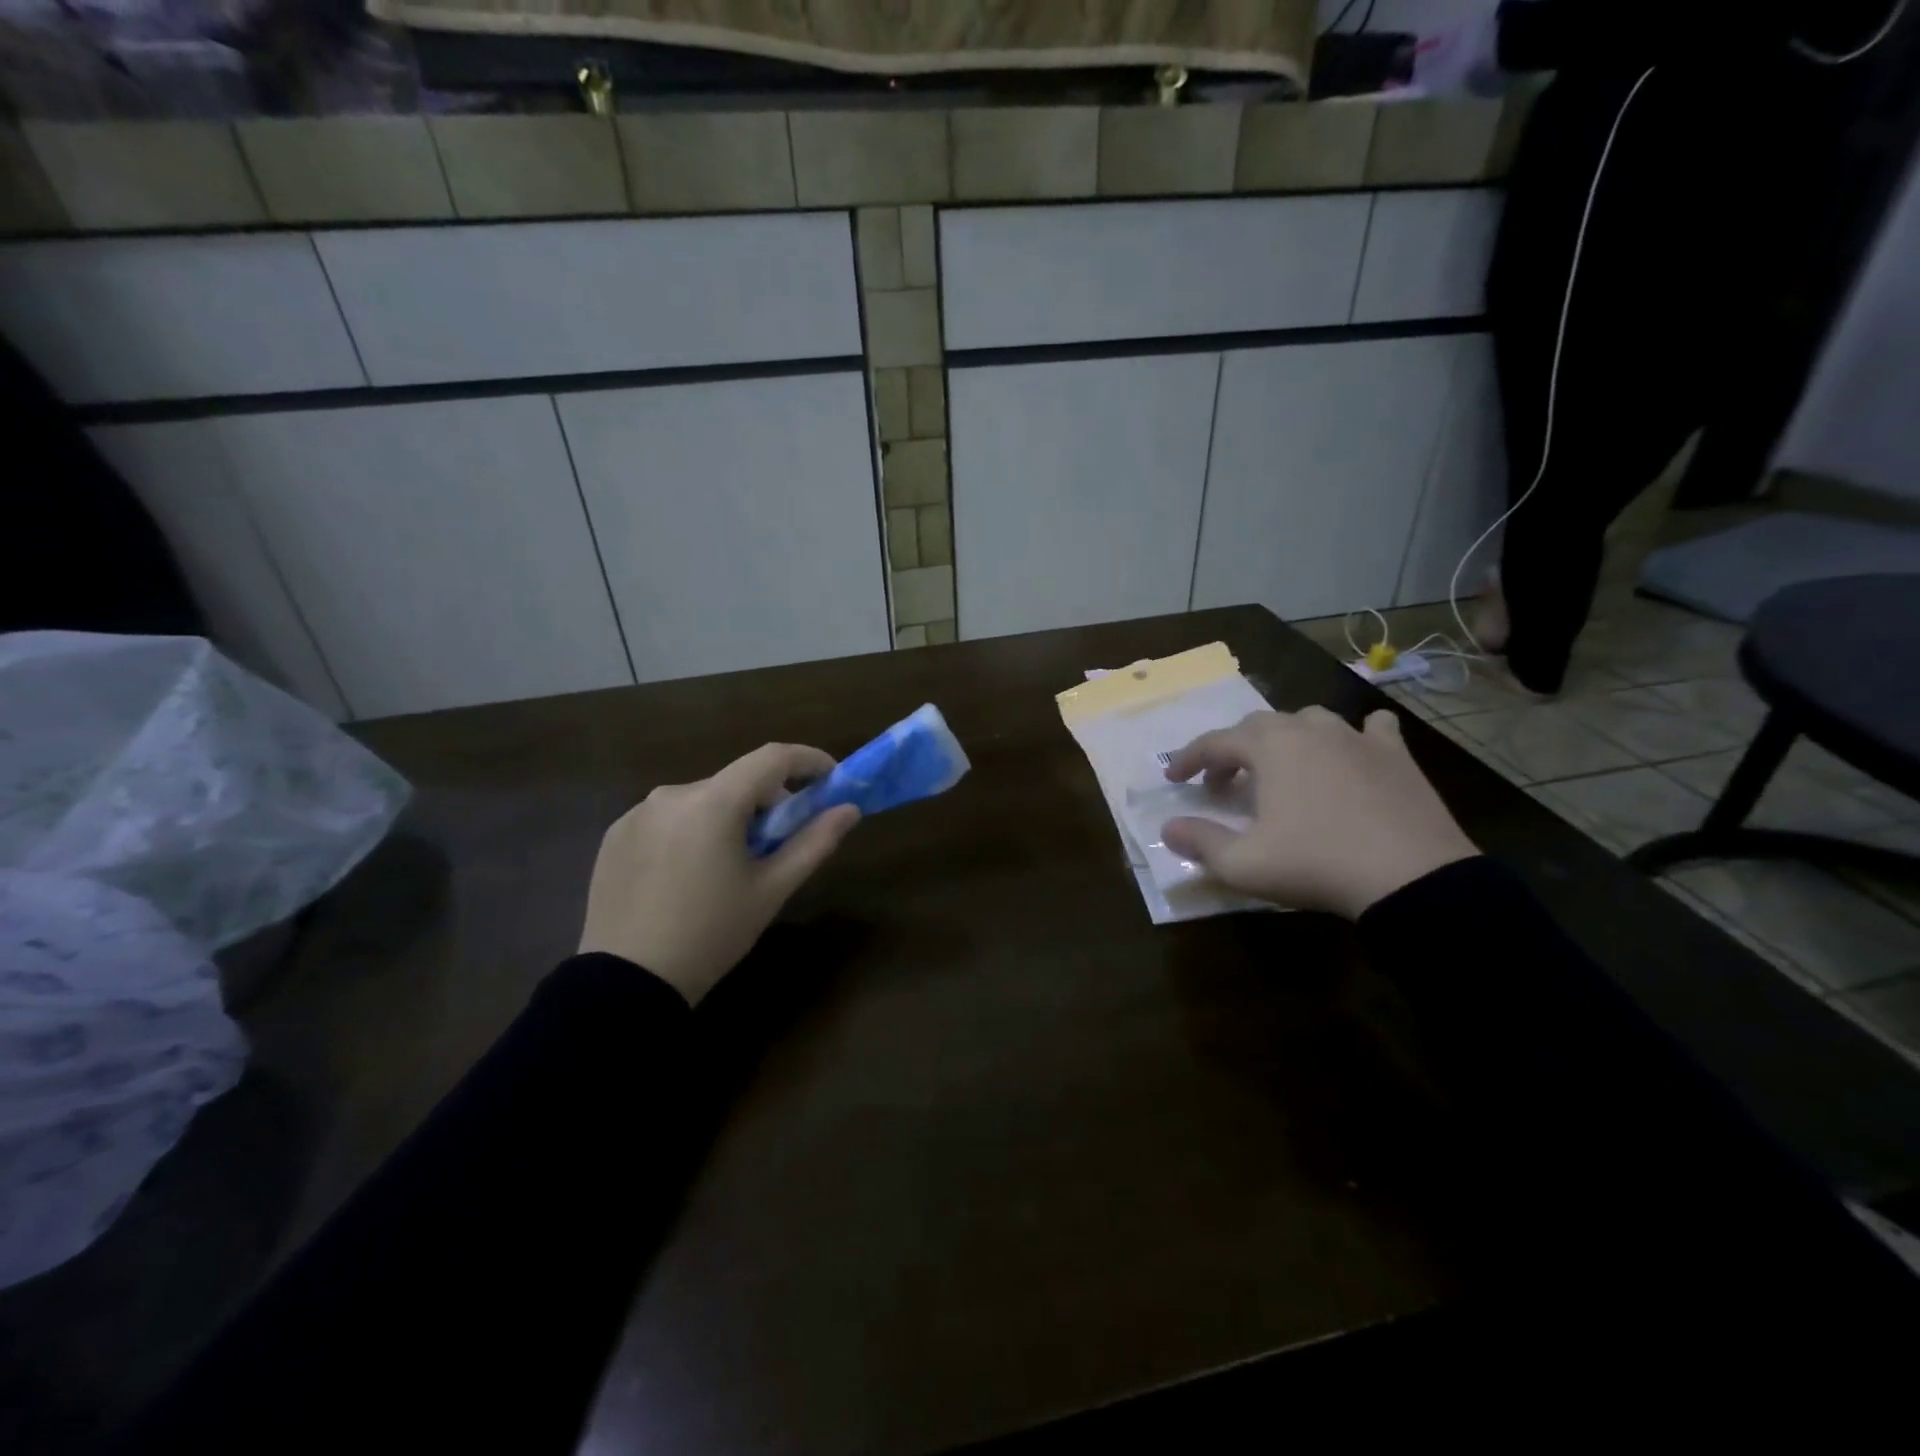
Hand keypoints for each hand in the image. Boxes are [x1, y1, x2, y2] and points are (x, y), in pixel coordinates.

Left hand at [579, 743, 859, 1003]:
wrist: (627, 982)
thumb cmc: (712, 934)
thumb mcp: (772, 890)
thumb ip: (814, 842)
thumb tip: (849, 809)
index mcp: (713, 802)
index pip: (772, 758)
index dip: (809, 761)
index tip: (831, 779)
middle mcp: (672, 794)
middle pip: (737, 781)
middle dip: (768, 801)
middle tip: (780, 841)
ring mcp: (638, 813)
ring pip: (703, 799)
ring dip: (729, 816)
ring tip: (732, 865)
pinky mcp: (616, 834)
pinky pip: (669, 818)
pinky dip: (693, 830)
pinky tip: (690, 874)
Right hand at [1161, 707, 1477, 918]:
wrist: (1411, 878)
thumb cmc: (1316, 864)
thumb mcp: (1243, 864)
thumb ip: (1200, 841)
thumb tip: (1168, 828)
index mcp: (1269, 747)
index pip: (1214, 743)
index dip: (1188, 759)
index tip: (1174, 780)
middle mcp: (1309, 729)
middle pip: (1258, 725)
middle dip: (1233, 750)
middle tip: (1224, 784)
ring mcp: (1356, 737)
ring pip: (1309, 720)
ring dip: (1286, 739)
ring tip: (1282, 768)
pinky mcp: (1396, 754)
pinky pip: (1372, 728)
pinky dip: (1354, 735)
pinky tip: (1354, 751)